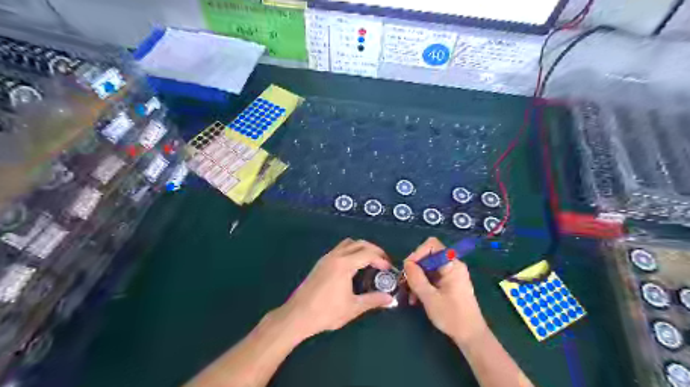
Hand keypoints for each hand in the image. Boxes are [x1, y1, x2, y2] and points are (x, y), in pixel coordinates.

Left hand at [274, 239, 393, 341]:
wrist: (297, 316)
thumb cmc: (326, 312)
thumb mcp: (353, 307)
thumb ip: (373, 300)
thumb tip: (390, 299)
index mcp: (344, 264)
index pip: (368, 253)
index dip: (381, 259)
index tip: (389, 269)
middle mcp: (335, 256)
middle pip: (359, 243)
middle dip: (373, 250)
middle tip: (383, 262)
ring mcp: (326, 258)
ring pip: (347, 244)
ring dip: (361, 248)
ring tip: (369, 262)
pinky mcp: (320, 263)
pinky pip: (339, 249)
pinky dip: (351, 251)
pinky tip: (353, 267)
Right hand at [406, 237, 489, 349]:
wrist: (471, 336)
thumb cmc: (452, 316)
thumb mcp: (429, 297)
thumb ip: (416, 278)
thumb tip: (406, 263)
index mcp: (452, 265)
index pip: (432, 245)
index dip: (417, 253)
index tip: (408, 269)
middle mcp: (452, 265)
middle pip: (428, 256)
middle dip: (414, 269)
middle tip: (404, 283)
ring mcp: (451, 274)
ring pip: (428, 267)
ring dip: (417, 279)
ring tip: (409, 295)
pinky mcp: (449, 283)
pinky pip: (432, 277)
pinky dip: (423, 284)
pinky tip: (416, 298)